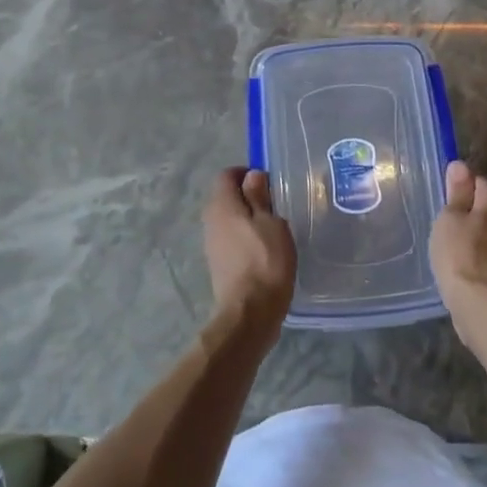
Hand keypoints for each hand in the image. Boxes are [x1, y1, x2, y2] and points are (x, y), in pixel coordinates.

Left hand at [202, 168, 296, 338]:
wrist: (249, 313)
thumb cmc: (265, 261)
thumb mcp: (271, 222)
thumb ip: (259, 196)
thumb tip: (252, 175)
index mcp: (222, 205)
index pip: (227, 175)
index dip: (247, 173)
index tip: (269, 183)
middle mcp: (210, 220)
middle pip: (226, 197)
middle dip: (249, 196)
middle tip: (276, 205)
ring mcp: (212, 244)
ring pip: (229, 219)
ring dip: (248, 218)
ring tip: (274, 228)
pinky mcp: (218, 264)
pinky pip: (231, 239)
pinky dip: (246, 238)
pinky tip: (265, 250)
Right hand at [431, 160, 486, 334]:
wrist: (480, 305)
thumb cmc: (459, 253)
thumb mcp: (449, 217)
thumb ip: (456, 192)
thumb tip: (460, 165)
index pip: (478, 181)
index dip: (459, 188)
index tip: (442, 200)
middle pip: (486, 205)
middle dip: (468, 210)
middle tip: (443, 221)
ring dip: (473, 232)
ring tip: (449, 241)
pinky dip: (477, 251)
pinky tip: (461, 260)